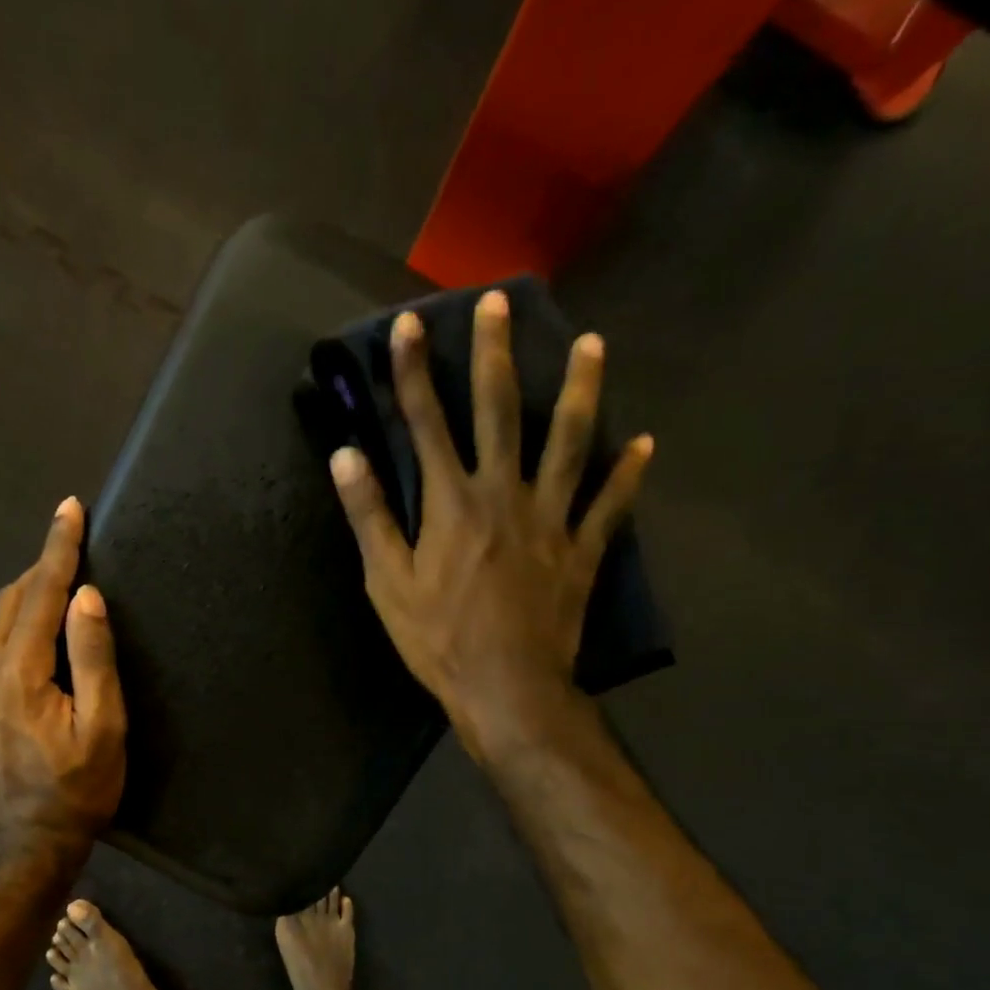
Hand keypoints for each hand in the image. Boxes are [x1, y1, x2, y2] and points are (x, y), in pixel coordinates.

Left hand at [0, 498, 126, 864]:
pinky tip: (25, 658)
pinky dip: (5, 640)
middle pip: (8, 603)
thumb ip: (93, 658)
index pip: (41, 592)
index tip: (68, 508)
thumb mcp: (104, 728)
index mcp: (18, 671)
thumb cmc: (76, 792)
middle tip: (69, 555)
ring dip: (22, 606)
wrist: (20, 852)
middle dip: (39, 572)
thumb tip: (86, 597)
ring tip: (53, 602)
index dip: (58, 547)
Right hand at [328, 291, 651, 755]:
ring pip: (569, 442)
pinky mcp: (581, 550)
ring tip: (592, 344)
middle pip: (498, 412)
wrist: (506, 689)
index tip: (408, 325)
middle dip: (493, 354)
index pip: (425, 423)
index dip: (412, 372)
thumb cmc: (439, 640)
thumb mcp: (387, 584)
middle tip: (499, 301)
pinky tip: (644, 443)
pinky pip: (609, 505)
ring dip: (579, 390)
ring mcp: (550, 519)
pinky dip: (627, 474)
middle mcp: (502, 494)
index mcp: (450, 503)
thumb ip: (370, 516)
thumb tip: (345, 456)